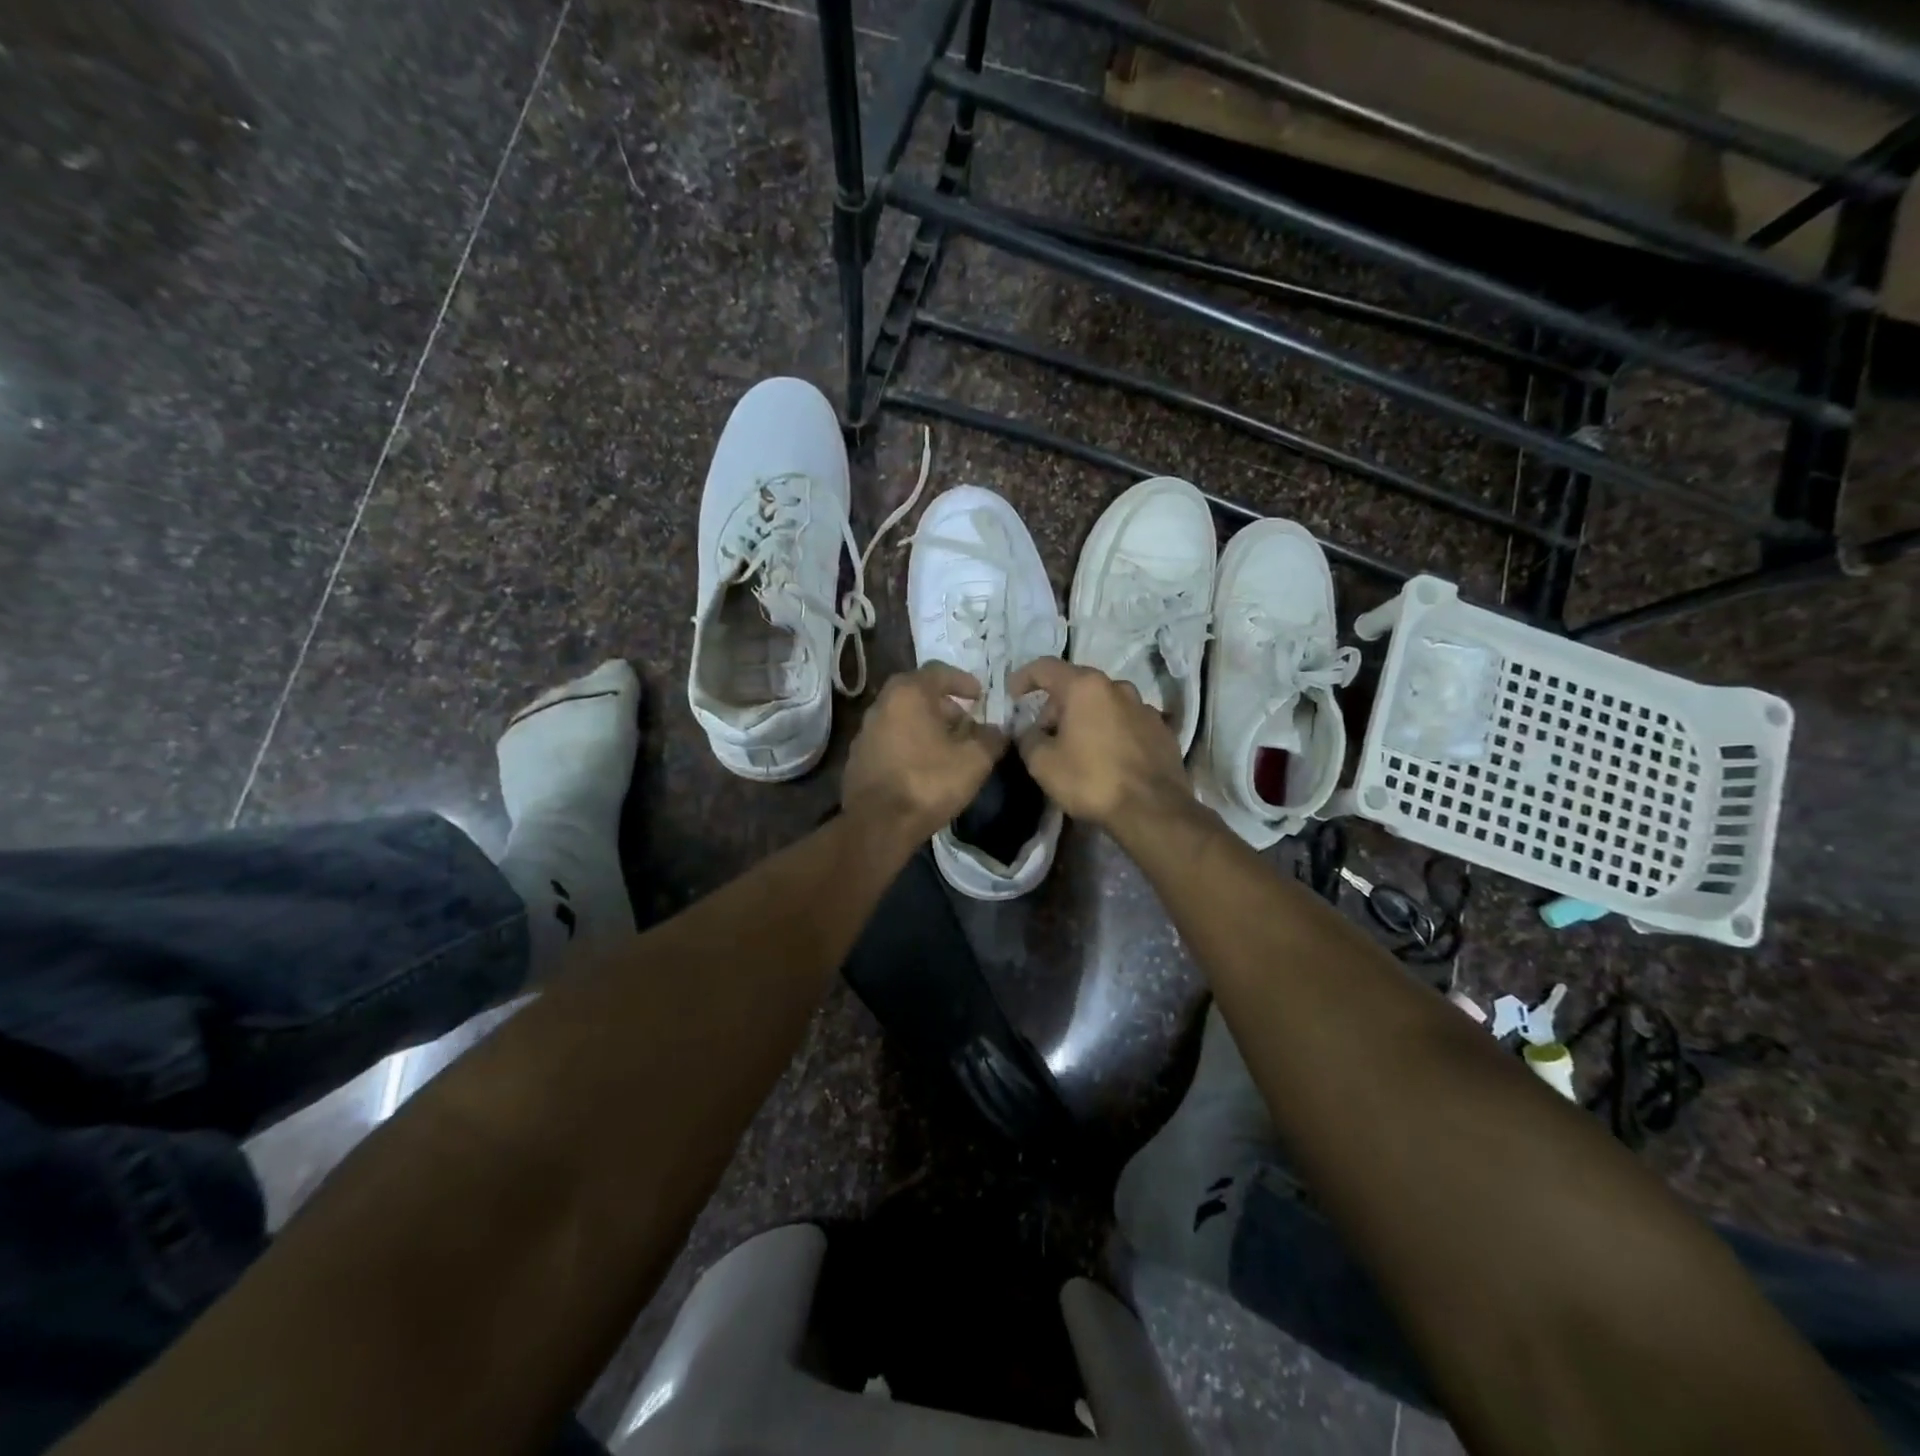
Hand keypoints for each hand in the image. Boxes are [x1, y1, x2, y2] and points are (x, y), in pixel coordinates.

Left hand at [842, 664, 1004, 847]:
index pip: (939, 672)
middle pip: (917, 693)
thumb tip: (997, 731)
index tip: (979, 696)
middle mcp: (881, 704)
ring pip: (902, 717)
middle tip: (965, 722)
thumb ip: (991, 738)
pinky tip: (923, 765)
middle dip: (944, 705)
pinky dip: (909, 743)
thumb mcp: (974, 760)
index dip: (963, 681)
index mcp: (908, 693)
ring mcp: (865, 731)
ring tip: (947, 746)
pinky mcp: (857, 757)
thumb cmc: (928, 782)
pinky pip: (890, 740)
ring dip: (925, 725)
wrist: (878, 824)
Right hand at [1009, 658, 1191, 836]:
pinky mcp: (1161, 729)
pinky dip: (1110, 730)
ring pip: (1104, 703)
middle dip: (1055, 705)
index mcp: (1085, 687)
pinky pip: (1126, 721)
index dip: (1024, 677)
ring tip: (1077, 745)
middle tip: (1044, 733)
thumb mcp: (1042, 763)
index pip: (1045, 668)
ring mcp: (1144, 707)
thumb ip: (1027, 738)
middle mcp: (1117, 687)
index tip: (1013, 694)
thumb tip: (1030, 731)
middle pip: (1077, 685)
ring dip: (1085, 717)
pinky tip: (1106, 756)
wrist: (1153, 810)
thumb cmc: (1091, 780)